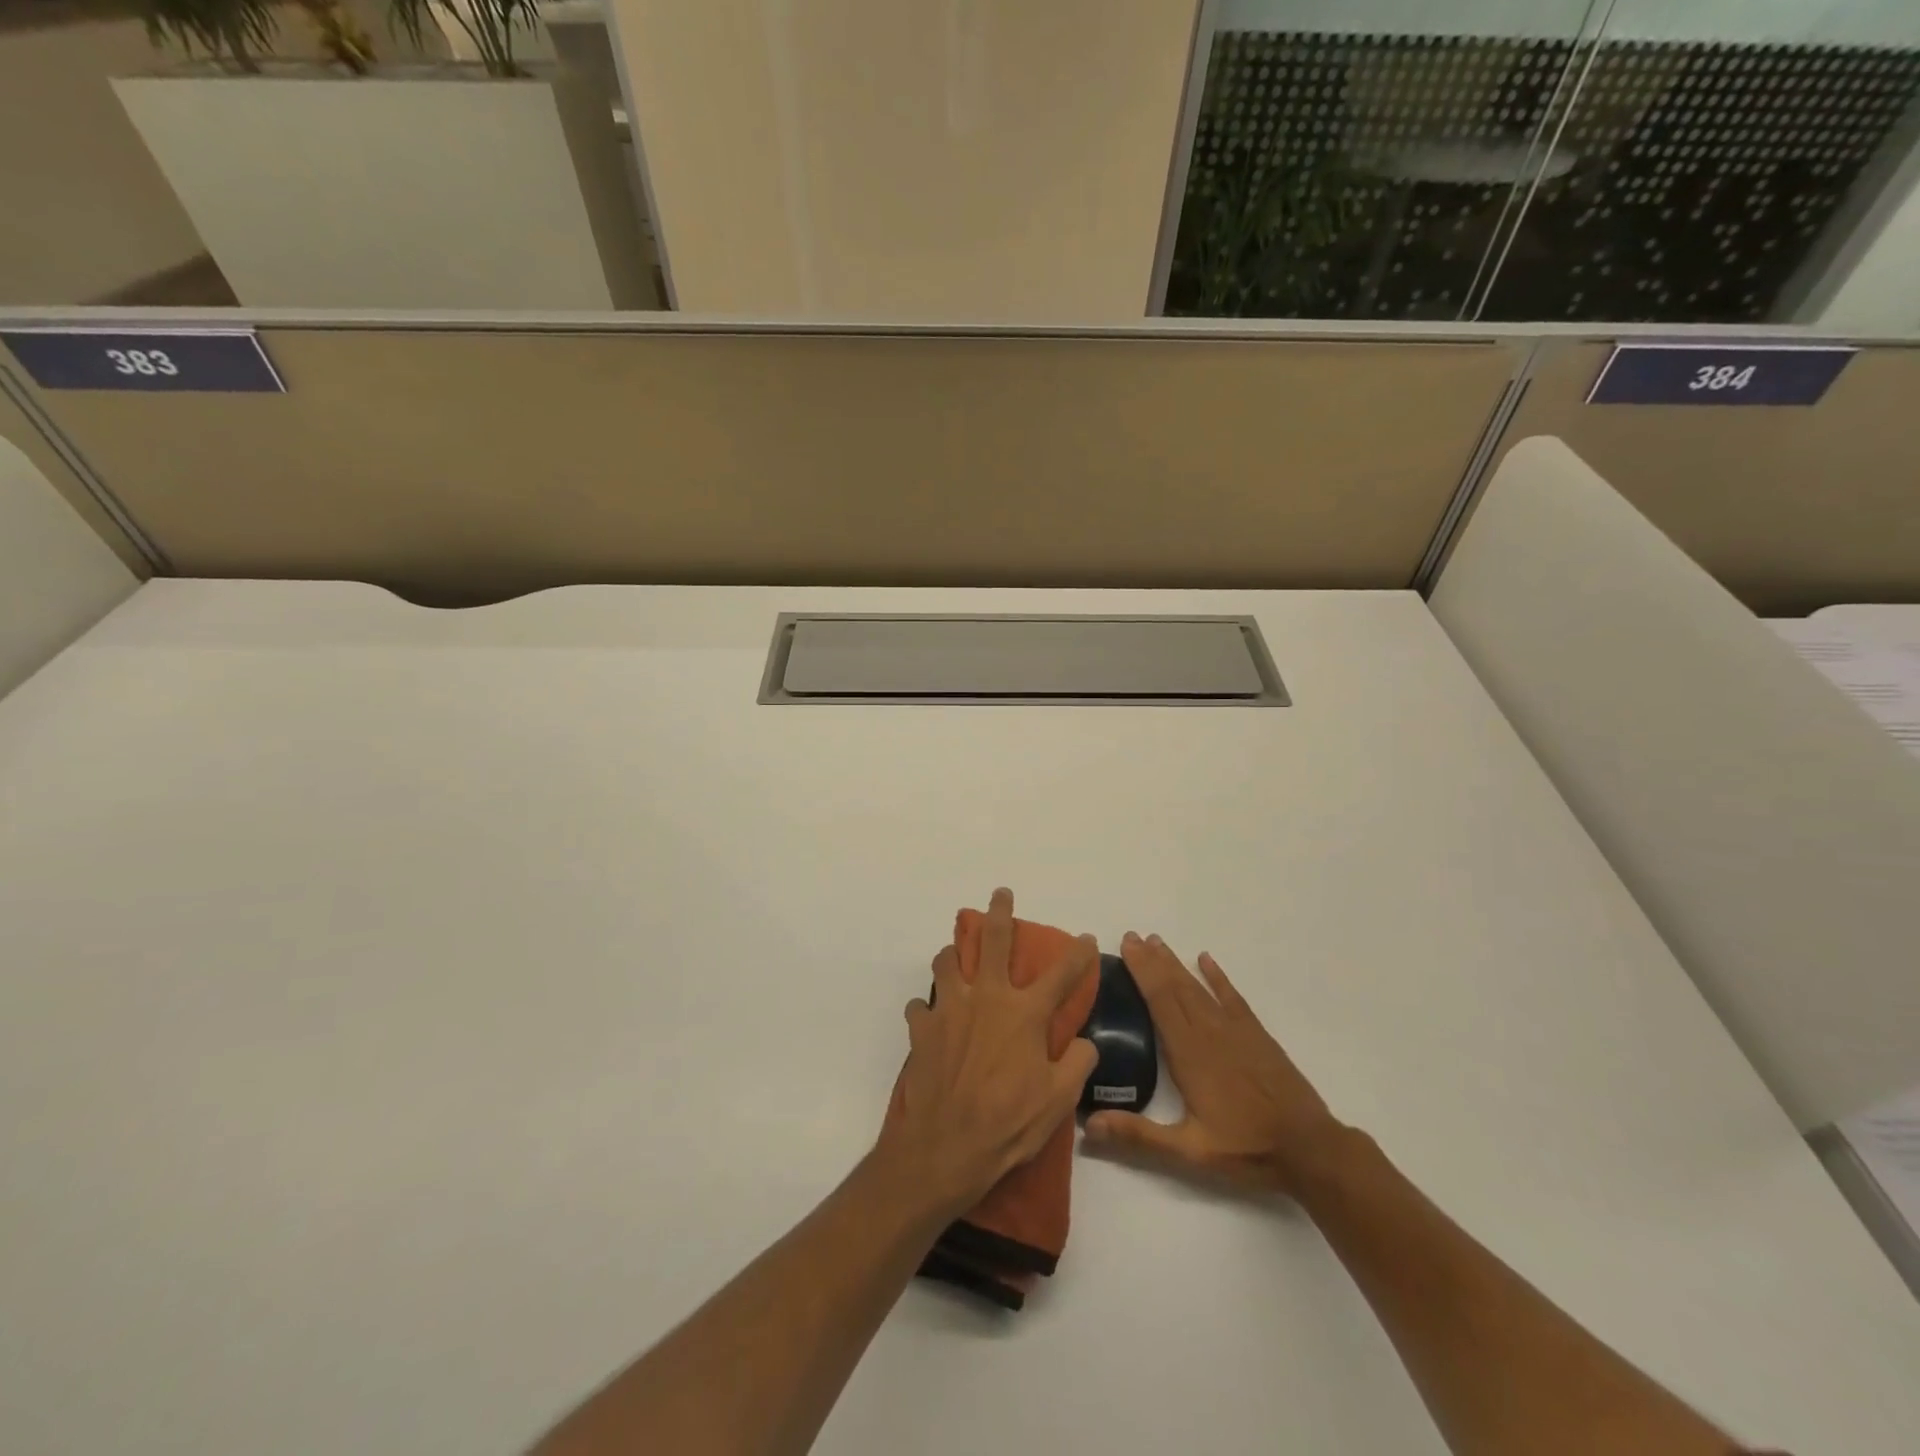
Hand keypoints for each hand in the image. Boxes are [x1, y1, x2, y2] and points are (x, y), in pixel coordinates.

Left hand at [876, 889, 1098, 1218]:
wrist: (945, 1147)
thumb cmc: (1009, 1124)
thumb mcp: (1058, 1100)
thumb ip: (1078, 1064)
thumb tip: (1084, 1042)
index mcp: (1024, 1013)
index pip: (1062, 974)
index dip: (1078, 954)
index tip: (1086, 938)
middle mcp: (987, 998)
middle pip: (993, 940)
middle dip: (1000, 912)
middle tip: (1001, 895)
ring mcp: (949, 1009)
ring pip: (946, 962)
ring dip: (952, 955)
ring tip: (956, 958)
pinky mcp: (921, 1028)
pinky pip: (919, 1006)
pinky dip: (925, 1009)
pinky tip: (929, 1019)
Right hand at [1083, 932, 1345, 1195]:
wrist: (1310, 1150)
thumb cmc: (1245, 1148)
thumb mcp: (1188, 1152)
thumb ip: (1139, 1136)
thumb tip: (1089, 1124)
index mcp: (1188, 1053)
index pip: (1159, 1000)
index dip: (1141, 971)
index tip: (1126, 945)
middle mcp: (1209, 1032)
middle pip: (1175, 987)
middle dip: (1152, 960)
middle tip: (1133, 936)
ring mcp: (1235, 1030)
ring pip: (1199, 988)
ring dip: (1176, 964)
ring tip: (1158, 943)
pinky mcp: (1256, 1035)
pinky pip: (1232, 997)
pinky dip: (1217, 977)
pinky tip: (1206, 960)